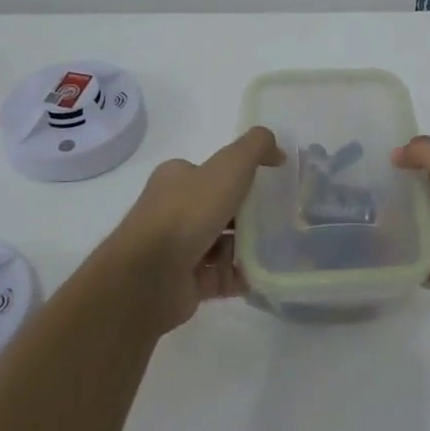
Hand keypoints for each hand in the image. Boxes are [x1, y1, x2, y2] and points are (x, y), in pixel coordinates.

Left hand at [115, 126, 282, 328]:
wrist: (149, 277)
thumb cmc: (187, 213)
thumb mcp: (229, 166)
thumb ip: (255, 148)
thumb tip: (277, 151)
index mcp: (177, 179)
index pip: (212, 174)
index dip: (242, 178)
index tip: (271, 187)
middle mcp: (173, 211)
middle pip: (221, 210)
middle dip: (250, 216)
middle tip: (280, 221)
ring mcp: (177, 250)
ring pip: (223, 245)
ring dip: (248, 247)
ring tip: (278, 250)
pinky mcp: (185, 283)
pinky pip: (222, 277)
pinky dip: (242, 276)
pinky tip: (264, 275)